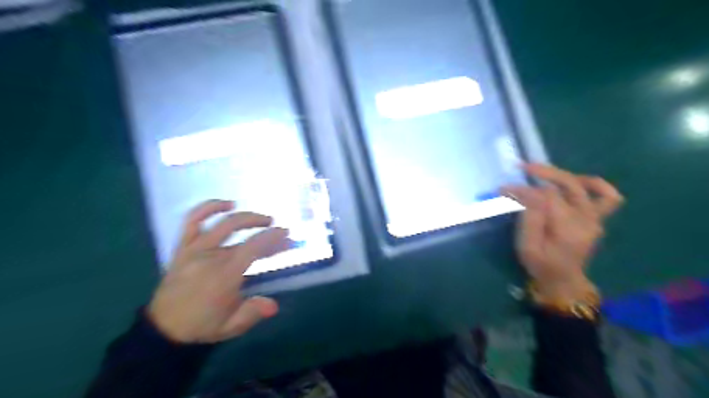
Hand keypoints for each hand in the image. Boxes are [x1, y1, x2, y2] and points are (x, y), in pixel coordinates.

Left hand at [148, 201, 291, 343]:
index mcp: (223, 276)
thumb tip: (274, 305)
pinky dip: (208, 208)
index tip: (286, 234)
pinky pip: (192, 221)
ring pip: (221, 223)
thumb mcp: (230, 326)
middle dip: (262, 224)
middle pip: (238, 230)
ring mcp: (193, 250)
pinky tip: (226, 204)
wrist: (163, 329)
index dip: (271, 237)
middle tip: (277, 228)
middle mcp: (209, 257)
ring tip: (260, 218)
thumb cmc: (202, 325)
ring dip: (244, 216)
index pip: (252, 247)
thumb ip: (252, 313)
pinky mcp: (182, 248)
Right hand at [501, 163, 621, 298]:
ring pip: (588, 186)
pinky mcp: (597, 218)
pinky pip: (607, 197)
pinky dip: (594, 185)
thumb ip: (529, 218)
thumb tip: (526, 192)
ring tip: (544, 174)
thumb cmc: (540, 265)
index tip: (504, 189)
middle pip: (569, 185)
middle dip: (544, 173)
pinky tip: (575, 183)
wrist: (563, 281)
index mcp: (568, 229)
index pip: (546, 196)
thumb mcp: (527, 246)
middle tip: (522, 168)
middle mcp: (587, 220)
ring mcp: (596, 218)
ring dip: (564, 175)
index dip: (524, 189)